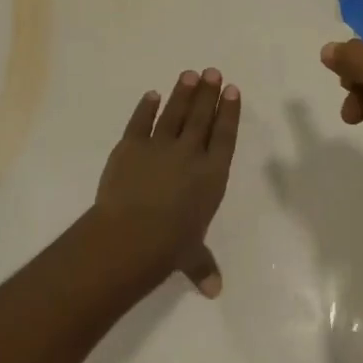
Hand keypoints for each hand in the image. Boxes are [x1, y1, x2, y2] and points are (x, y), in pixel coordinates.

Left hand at [92, 68, 240, 296]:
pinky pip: (140, 121)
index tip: (232, 91)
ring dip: (183, 92)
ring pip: (174, 112)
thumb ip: (203, 265)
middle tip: (212, 72)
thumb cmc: (169, 246)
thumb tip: (214, 290)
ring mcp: (159, 146)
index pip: (224, 136)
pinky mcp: (130, 145)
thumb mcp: (191, 256)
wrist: (130, 234)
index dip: (229, 112)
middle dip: (208, 93)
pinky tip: (152, 95)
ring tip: (189, 74)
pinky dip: (146, 107)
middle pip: (202, 116)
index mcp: (212, 175)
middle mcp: (190, 154)